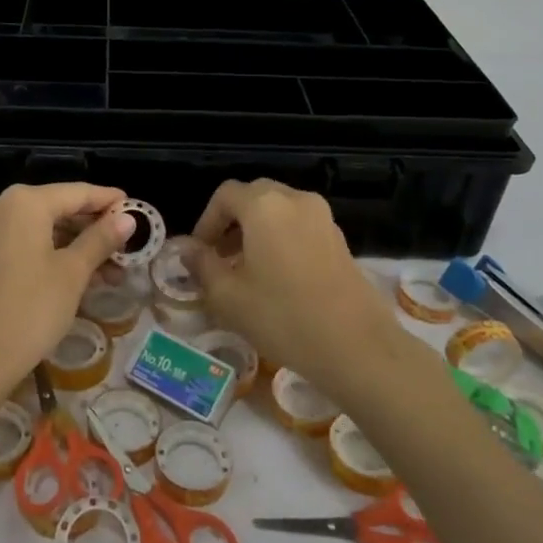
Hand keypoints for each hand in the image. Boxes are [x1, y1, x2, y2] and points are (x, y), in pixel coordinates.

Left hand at [0, 183, 132, 395]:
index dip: (109, 200)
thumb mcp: (73, 273)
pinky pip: (26, 243)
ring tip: (113, 270)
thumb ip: (101, 239)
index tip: (137, 209)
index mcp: (25, 202)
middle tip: (128, 247)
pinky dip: (54, 254)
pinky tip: (82, 275)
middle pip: (59, 208)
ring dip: (77, 245)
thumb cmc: (31, 309)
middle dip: (95, 228)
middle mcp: (2, 206)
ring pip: (43, 228)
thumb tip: (128, 218)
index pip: (77, 192)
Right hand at [181, 180, 397, 397]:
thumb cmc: (283, 317)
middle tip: (219, 257)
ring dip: (256, 230)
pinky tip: (277, 277)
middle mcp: (295, 200)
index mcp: (264, 205)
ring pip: (279, 210)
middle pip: (254, 196)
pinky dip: (281, 238)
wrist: (356, 346)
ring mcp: (322, 218)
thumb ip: (201, 265)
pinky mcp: (340, 239)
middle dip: (231, 222)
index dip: (205, 221)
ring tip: (246, 269)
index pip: (225, 195)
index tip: (198, 253)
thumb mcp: (228, 296)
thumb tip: (186, 249)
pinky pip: (299, 226)